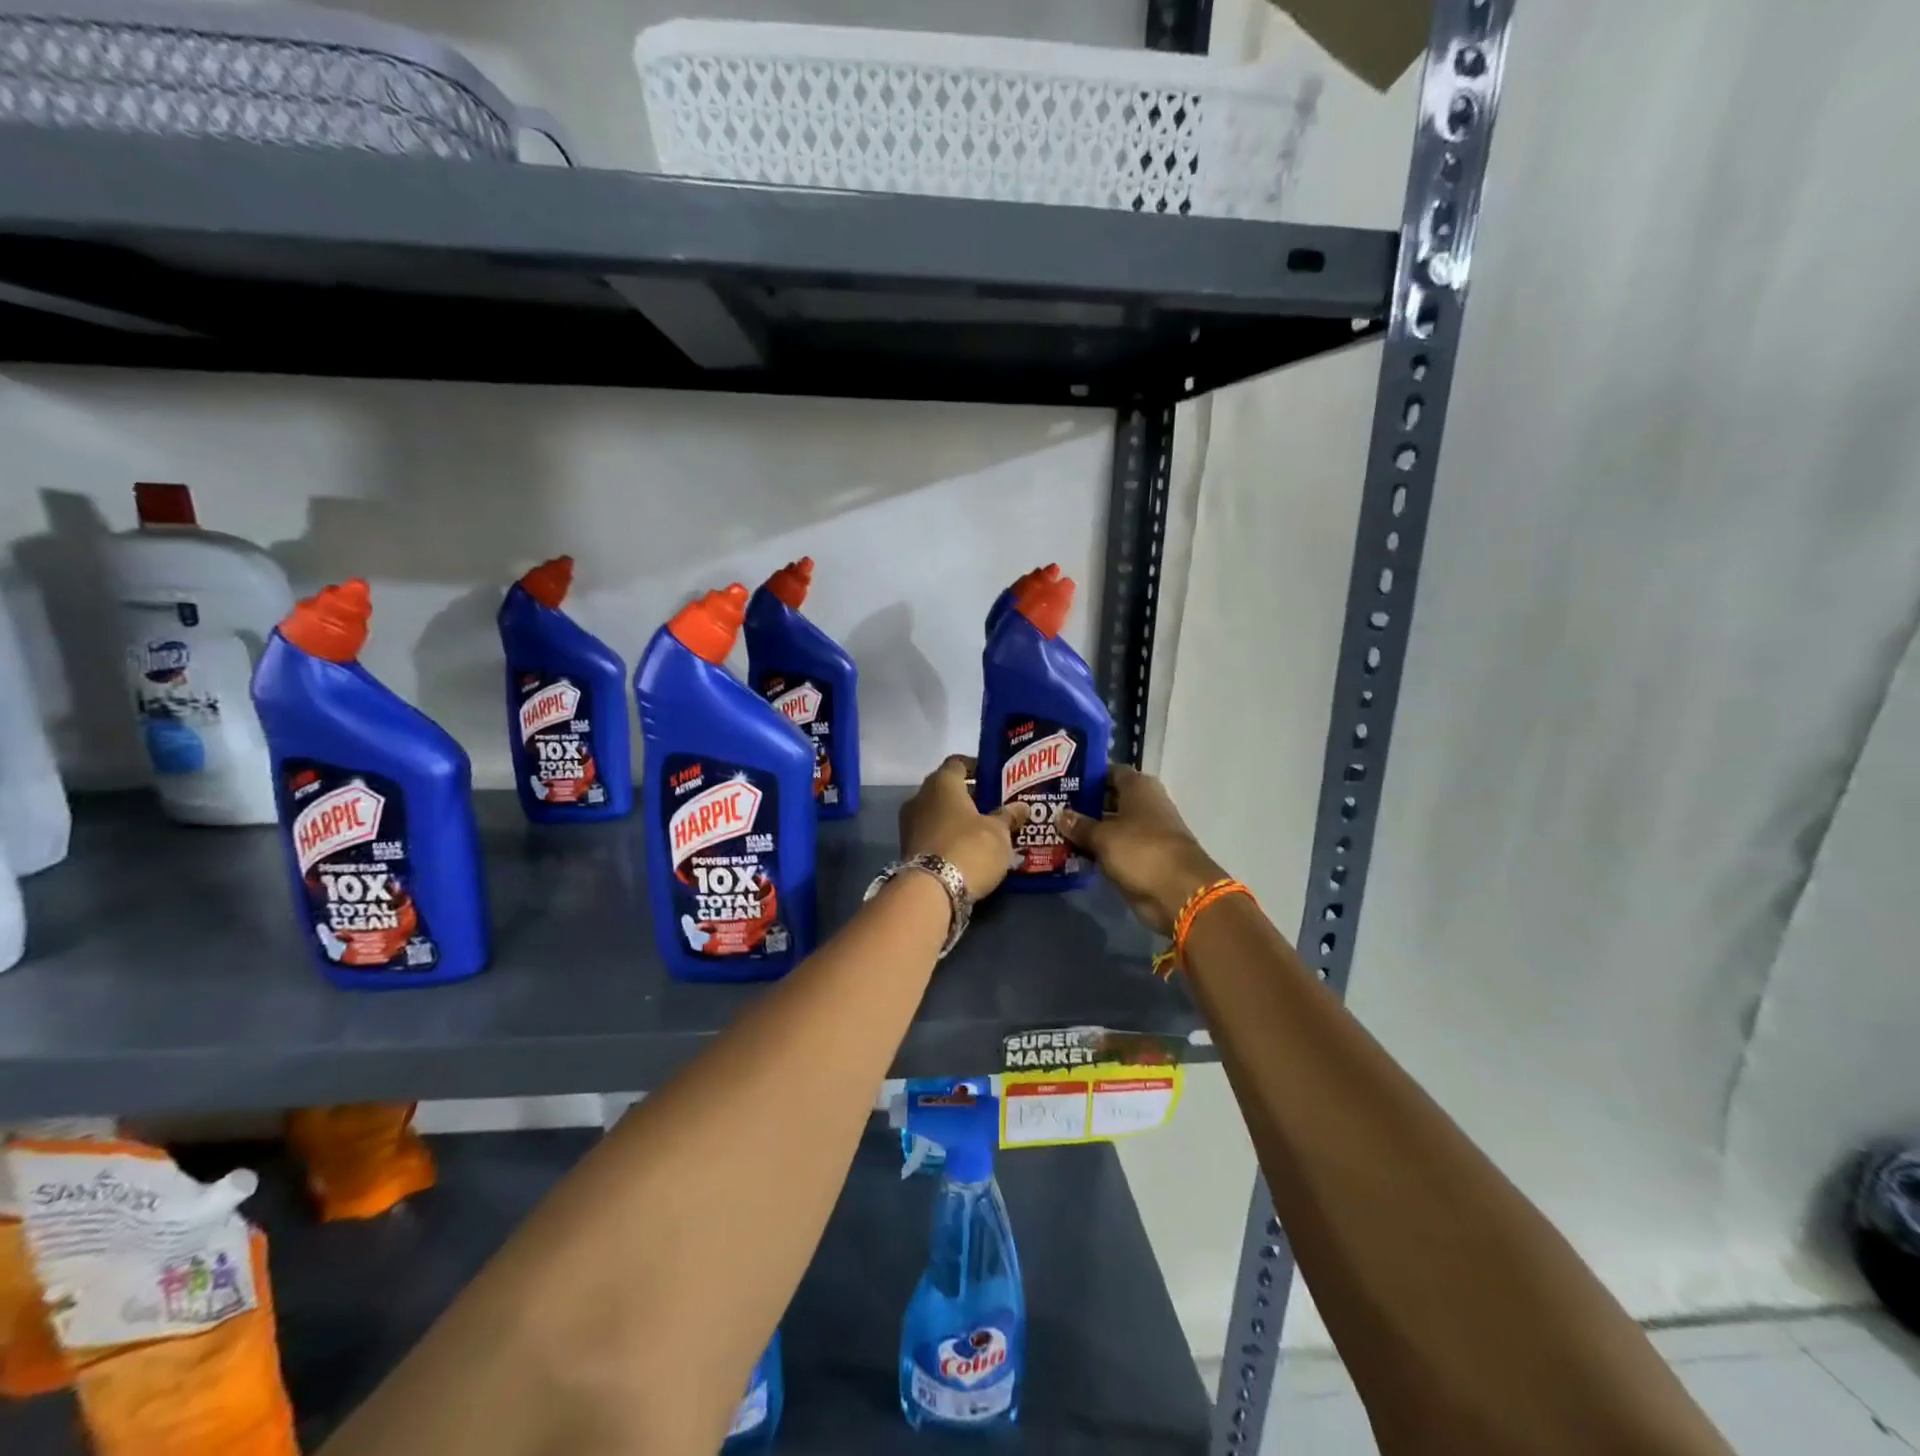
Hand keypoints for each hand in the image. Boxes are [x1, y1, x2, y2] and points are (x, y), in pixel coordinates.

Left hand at [899, 756, 1029, 898]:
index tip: (994, 778)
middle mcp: (920, 796)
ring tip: (984, 831)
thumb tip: (1021, 806)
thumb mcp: (998, 833)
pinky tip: (967, 849)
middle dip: (969, 796)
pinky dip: (948, 836)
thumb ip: (1008, 816)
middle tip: (994, 806)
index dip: (976, 767)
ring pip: (938, 812)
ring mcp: (910, 823)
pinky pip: (932, 833)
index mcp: (942, 783)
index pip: (958, 763)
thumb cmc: (969, 848)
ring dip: (957, 819)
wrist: (931, 891)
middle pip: (947, 789)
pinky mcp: (907, 847)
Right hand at [1058, 765, 1224, 934]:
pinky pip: (1115, 848)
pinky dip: (1099, 850)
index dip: (1088, 775)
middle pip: (1109, 798)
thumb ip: (1080, 825)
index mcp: (1139, 787)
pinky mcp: (1144, 858)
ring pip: (1111, 825)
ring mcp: (1146, 832)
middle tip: (1052, 807)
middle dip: (1084, 804)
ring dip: (1089, 830)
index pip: (1110, 771)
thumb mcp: (1103, 836)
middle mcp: (1144, 804)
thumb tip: (1060, 814)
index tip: (1062, 781)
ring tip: (1055, 830)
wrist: (1178, 892)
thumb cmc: (1140, 850)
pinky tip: (1073, 852)